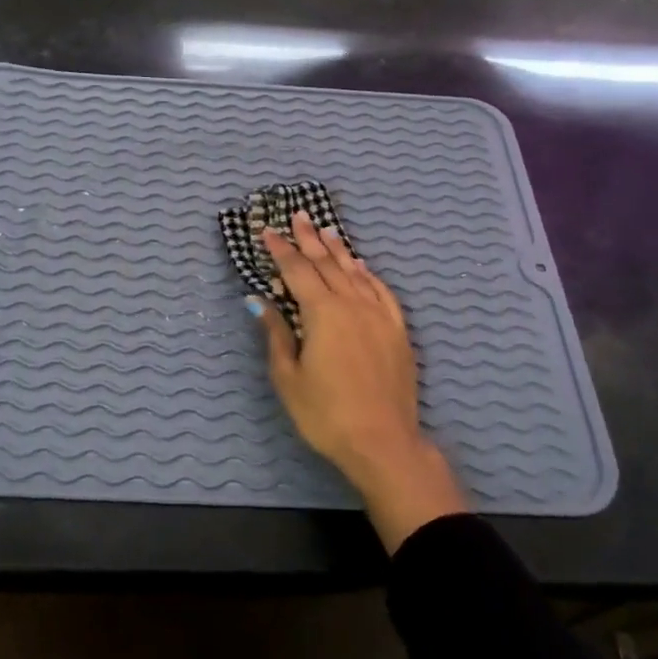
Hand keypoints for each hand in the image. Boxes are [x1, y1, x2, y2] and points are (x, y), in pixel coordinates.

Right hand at [251, 211, 465, 551]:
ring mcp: (379, 315)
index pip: (297, 271)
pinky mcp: (397, 331)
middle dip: (310, 239)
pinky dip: (369, 275)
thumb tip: (260, 302)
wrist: (383, 442)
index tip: (268, 232)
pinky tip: (363, 267)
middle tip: (299, 216)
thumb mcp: (289, 377)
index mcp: (322, 313)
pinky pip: (382, 291)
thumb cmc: (326, 414)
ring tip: (328, 231)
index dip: (281, 250)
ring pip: (355, 273)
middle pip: (327, 263)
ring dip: (339, 250)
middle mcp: (352, 304)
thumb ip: (276, 334)